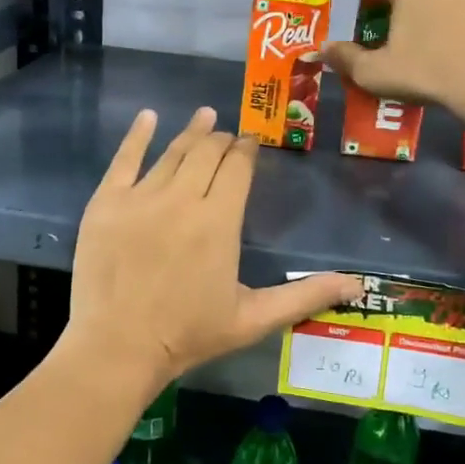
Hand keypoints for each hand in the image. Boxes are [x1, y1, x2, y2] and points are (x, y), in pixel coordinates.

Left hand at [65, 107, 359, 397]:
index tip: (251, 142)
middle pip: (206, 152)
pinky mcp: (106, 203)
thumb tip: (358, 285)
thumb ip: (305, 295)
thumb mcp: (253, 319)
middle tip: (227, 135)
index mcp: (219, 220)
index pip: (237, 167)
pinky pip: (123, 159)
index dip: (247, 149)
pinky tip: (148, 116)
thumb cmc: (188, 335)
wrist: (117, 347)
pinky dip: (137, 135)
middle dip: (221, 139)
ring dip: (191, 132)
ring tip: (204, 116)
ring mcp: (140, 197)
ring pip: (171, 152)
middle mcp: (182, 198)